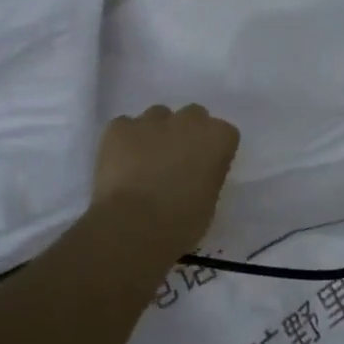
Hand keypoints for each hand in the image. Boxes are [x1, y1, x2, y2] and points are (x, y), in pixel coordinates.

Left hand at [90, 105, 240, 253]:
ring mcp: (150, 120)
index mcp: (217, 138)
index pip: (224, 133)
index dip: (213, 151)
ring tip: (144, 162)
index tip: (205, 169)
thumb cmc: (181, 223)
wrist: (133, 227)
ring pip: (157, 116)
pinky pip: (124, 126)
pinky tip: (120, 164)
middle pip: (193, 116)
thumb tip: (196, 172)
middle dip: (187, 133)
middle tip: (176, 162)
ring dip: (156, 133)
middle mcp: (187, 120)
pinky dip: (125, 141)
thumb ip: (208, 174)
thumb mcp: (210, 200)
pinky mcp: (118, 127)